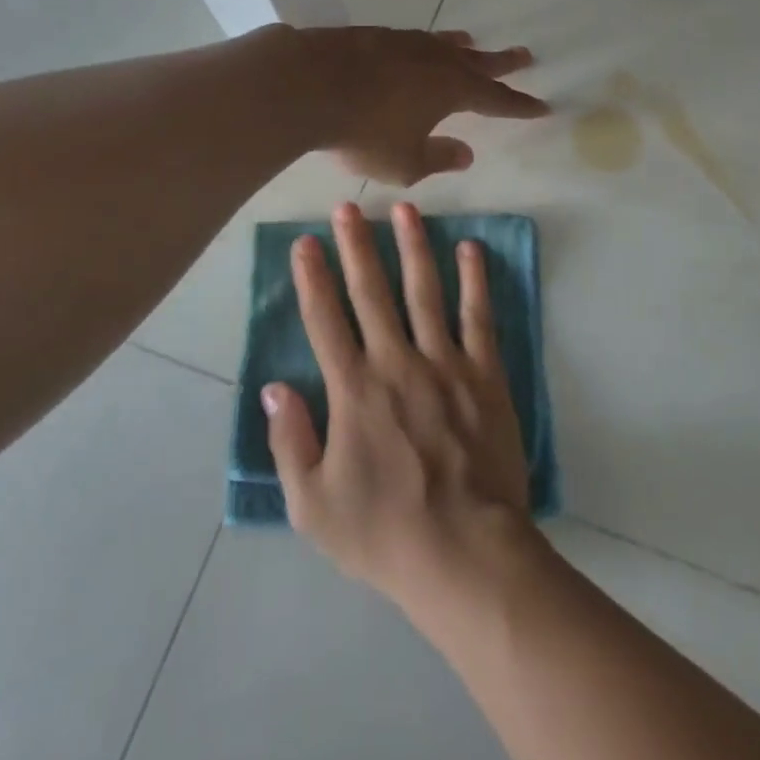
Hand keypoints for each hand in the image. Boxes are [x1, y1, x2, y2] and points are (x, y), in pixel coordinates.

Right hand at [262, 202, 538, 619]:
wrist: (465, 552)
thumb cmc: (383, 532)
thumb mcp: (312, 505)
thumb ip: (290, 441)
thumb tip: (274, 387)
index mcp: (354, 391)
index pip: (326, 320)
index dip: (313, 277)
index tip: (305, 241)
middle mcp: (396, 363)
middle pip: (372, 292)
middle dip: (357, 245)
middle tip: (348, 207)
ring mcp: (445, 364)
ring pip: (425, 291)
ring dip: (414, 246)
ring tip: (406, 209)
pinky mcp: (485, 374)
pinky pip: (478, 317)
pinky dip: (475, 280)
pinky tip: (471, 249)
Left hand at [307, 28, 548, 185]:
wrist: (307, 84)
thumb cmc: (363, 131)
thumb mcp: (405, 162)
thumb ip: (439, 158)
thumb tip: (466, 153)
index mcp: (452, 90)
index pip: (496, 100)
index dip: (520, 106)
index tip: (542, 106)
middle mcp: (435, 60)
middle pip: (478, 61)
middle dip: (503, 62)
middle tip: (526, 55)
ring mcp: (404, 42)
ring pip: (443, 43)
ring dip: (462, 46)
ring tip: (473, 42)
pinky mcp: (373, 35)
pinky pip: (412, 39)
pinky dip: (424, 44)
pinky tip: (416, 47)